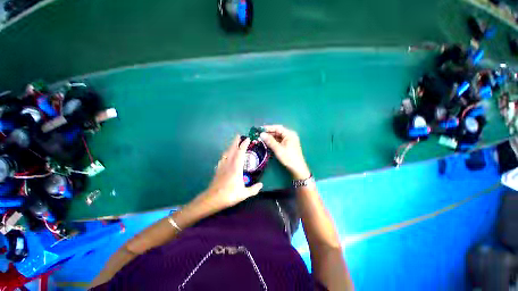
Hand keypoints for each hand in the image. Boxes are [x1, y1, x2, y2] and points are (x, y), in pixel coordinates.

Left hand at [200, 135, 262, 210]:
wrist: (212, 198)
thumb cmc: (229, 195)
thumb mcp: (244, 194)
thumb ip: (253, 189)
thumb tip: (261, 185)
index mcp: (236, 167)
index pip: (240, 152)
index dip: (244, 144)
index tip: (248, 138)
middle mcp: (229, 164)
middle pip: (232, 149)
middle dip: (236, 141)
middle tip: (239, 135)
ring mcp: (222, 166)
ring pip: (227, 153)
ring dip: (230, 146)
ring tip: (233, 143)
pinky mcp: (218, 169)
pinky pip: (222, 158)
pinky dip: (225, 154)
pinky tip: (226, 155)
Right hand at [260, 125, 310, 179]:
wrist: (298, 169)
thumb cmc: (289, 158)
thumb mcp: (278, 149)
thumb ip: (270, 141)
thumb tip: (261, 134)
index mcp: (289, 134)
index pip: (277, 128)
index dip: (268, 128)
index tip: (259, 129)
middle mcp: (290, 135)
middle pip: (278, 132)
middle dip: (269, 133)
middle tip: (259, 135)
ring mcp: (289, 140)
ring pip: (278, 137)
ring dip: (270, 138)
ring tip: (262, 139)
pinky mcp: (288, 145)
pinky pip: (279, 141)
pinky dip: (274, 142)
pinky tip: (268, 143)